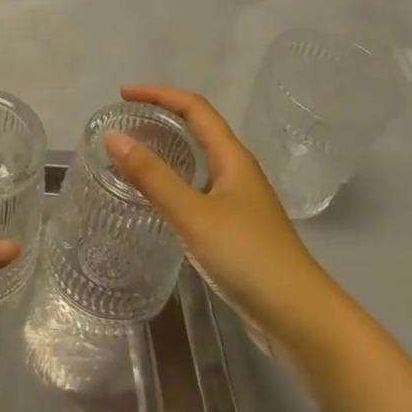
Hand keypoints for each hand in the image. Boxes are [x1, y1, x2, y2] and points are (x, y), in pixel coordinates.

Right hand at [105, 86, 323, 336]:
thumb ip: (153, 177)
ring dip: (168, 149)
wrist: (298, 316)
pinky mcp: (236, 229)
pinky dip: (174, 181)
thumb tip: (113, 137)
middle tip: (124, 124)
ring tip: (133, 155)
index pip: (195, 108)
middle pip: (199, 129)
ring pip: (200, 161)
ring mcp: (239, 201)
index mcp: (233, 158)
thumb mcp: (193, 214)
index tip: (123, 95)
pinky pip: (199, 189)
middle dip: (162, 118)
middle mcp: (238, 172)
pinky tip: (157, 200)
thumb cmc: (248, 257)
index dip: (160, 95)